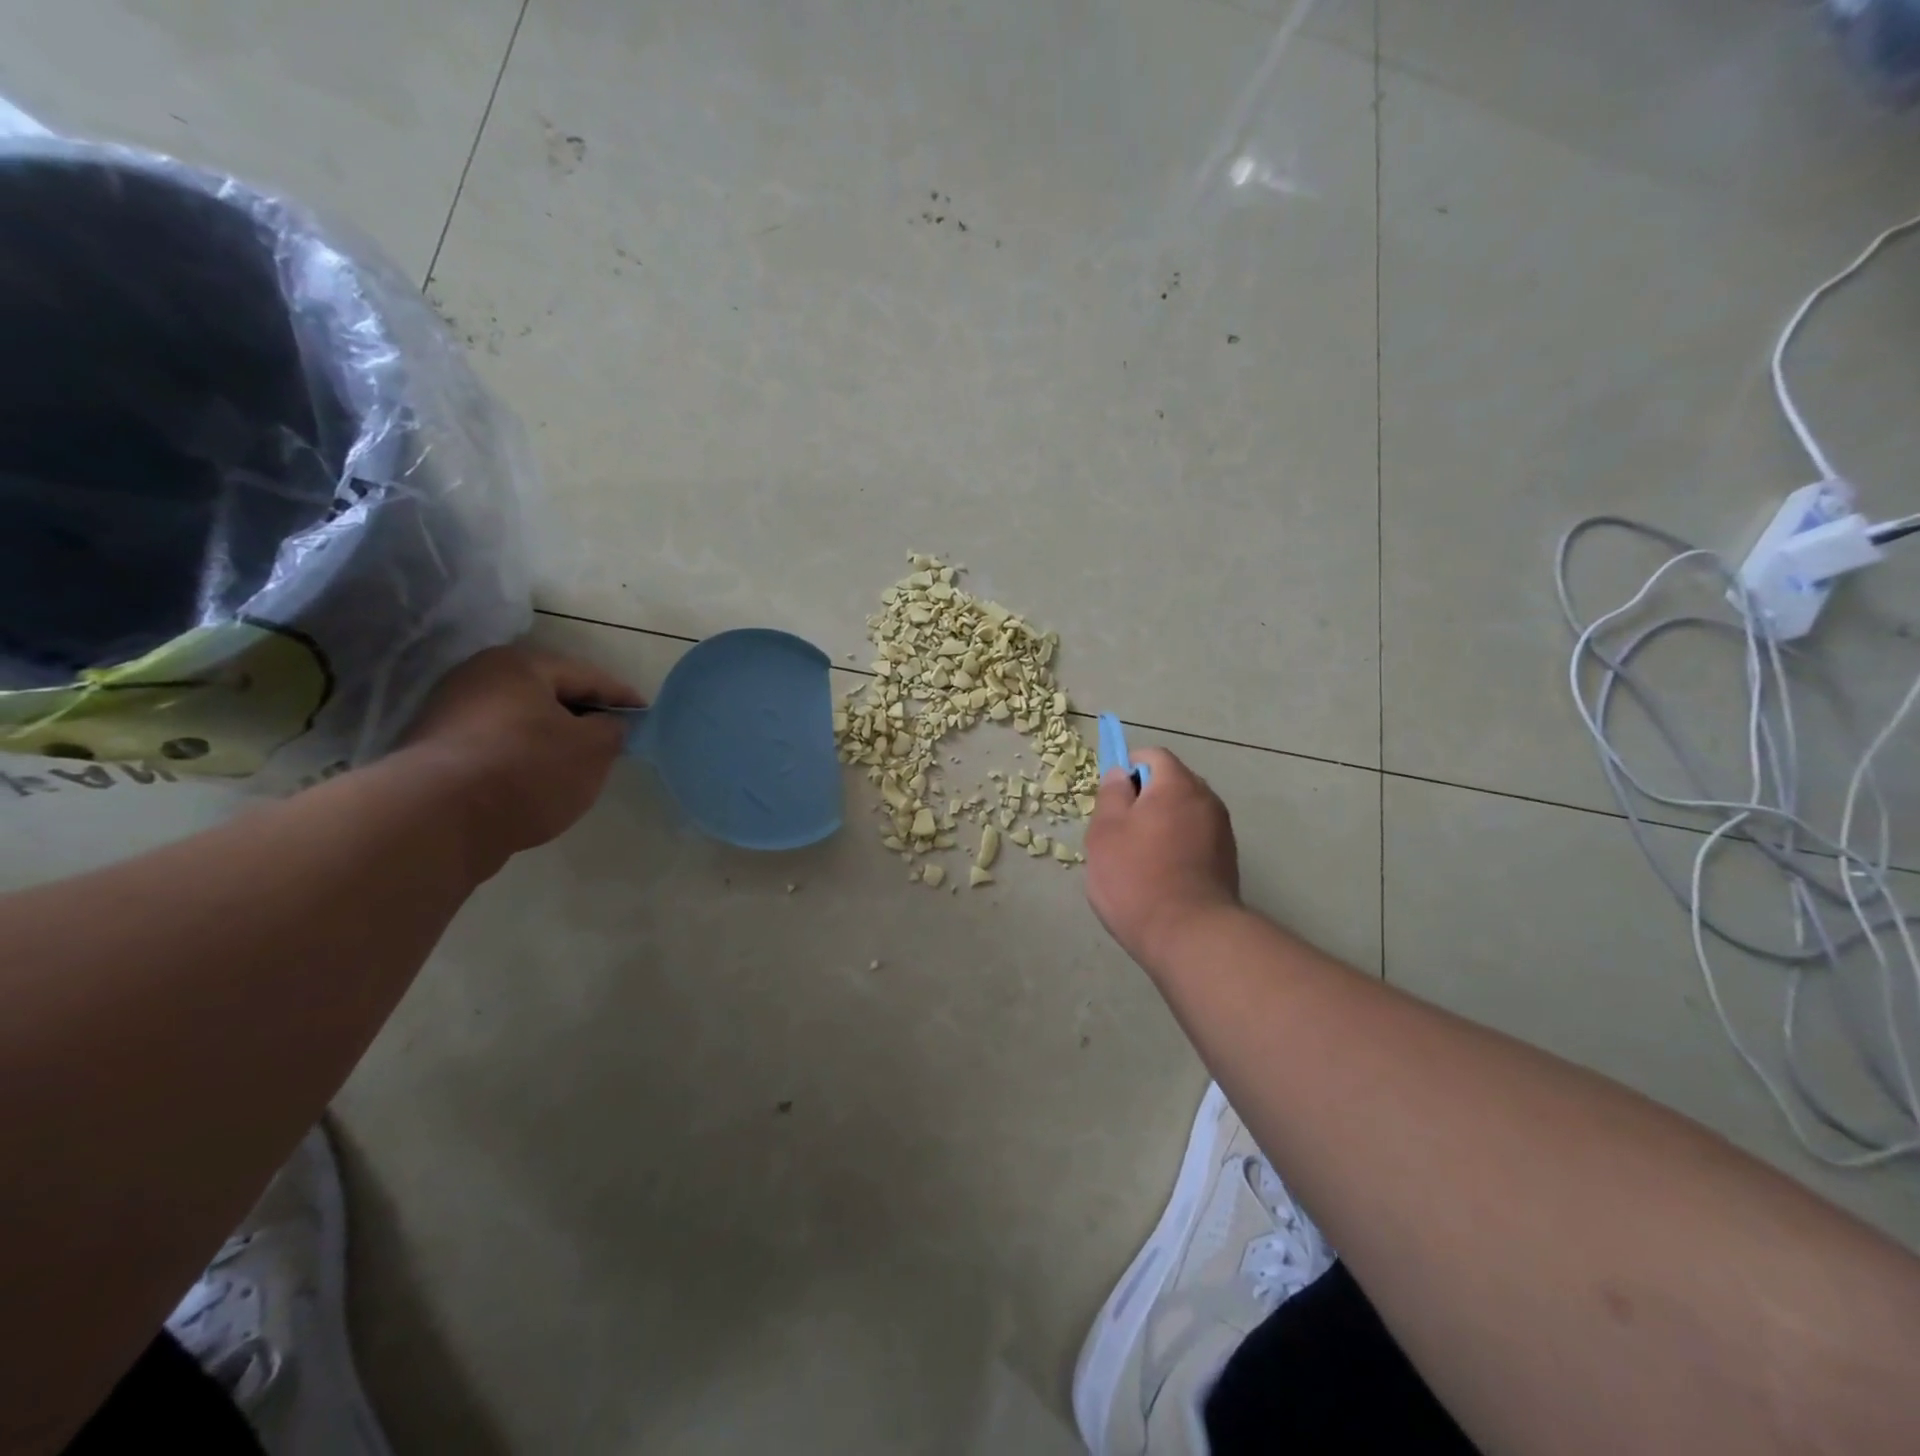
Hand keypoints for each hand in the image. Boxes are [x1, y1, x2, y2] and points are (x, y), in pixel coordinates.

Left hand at [400, 643, 642, 863]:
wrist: (439, 820)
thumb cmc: (527, 769)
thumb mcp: (593, 749)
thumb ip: (612, 730)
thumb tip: (608, 725)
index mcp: (518, 665)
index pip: (587, 675)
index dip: (622, 696)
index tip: (646, 714)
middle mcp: (478, 679)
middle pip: (549, 696)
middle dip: (584, 717)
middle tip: (614, 739)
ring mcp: (449, 715)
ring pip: (521, 723)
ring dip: (552, 740)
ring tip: (579, 765)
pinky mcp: (435, 754)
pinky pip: (496, 748)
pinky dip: (523, 759)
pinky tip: (539, 783)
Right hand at [1084, 747, 1240, 966]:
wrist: (1189, 935)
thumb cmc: (1136, 877)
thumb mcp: (1105, 832)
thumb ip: (1112, 794)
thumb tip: (1122, 774)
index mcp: (1177, 785)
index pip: (1153, 756)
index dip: (1129, 768)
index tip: (1112, 799)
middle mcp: (1207, 800)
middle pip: (1172, 783)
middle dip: (1146, 798)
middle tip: (1119, 830)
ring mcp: (1222, 832)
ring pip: (1184, 813)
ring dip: (1162, 824)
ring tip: (1139, 857)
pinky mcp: (1227, 861)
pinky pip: (1195, 838)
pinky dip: (1177, 846)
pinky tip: (1160, 875)